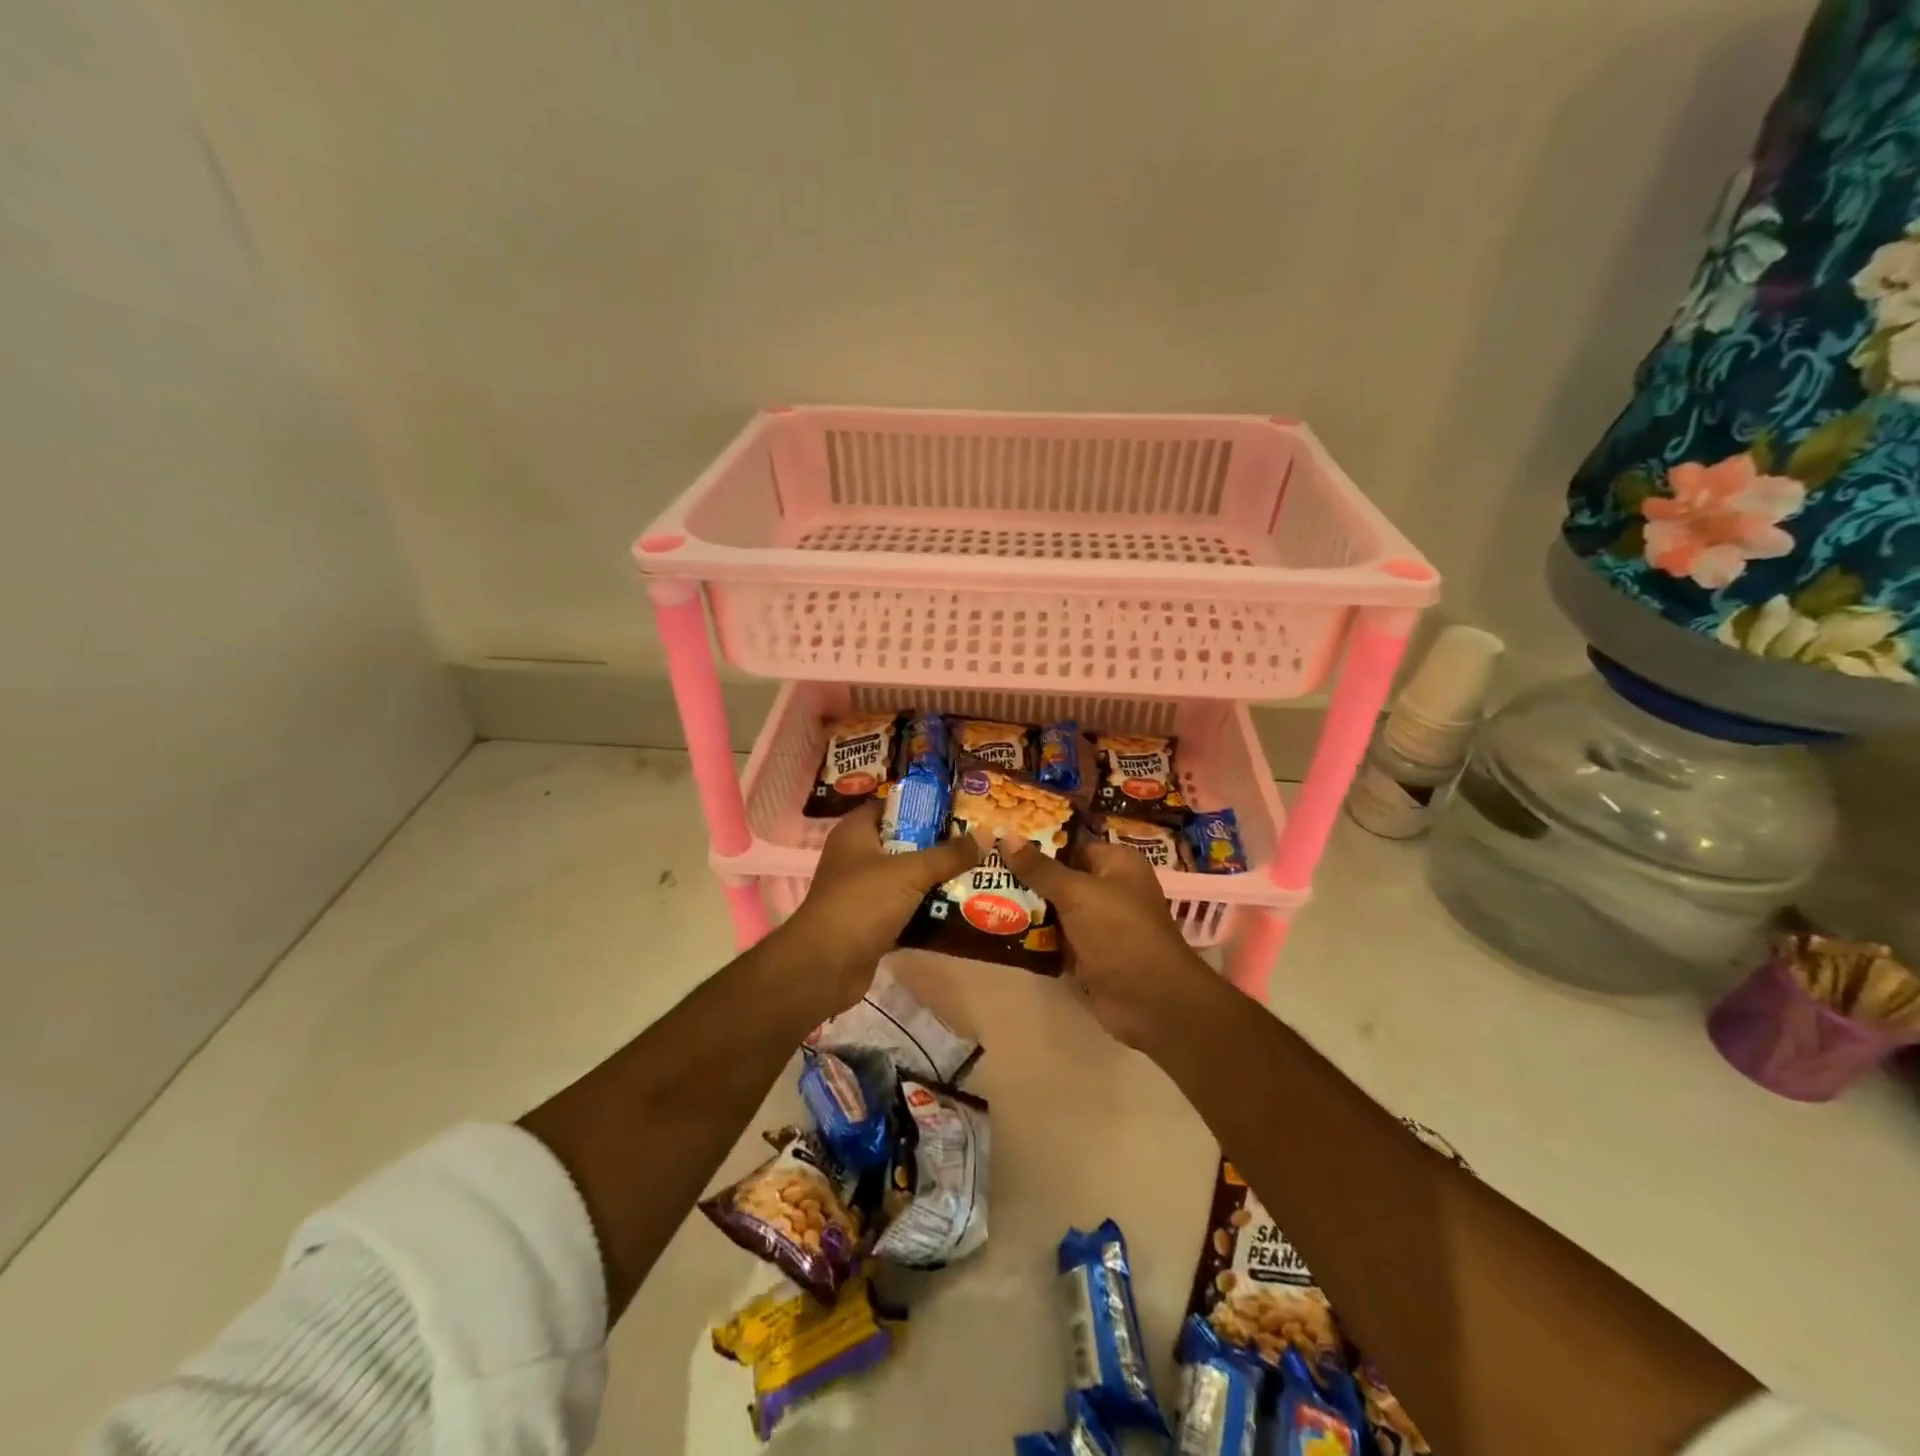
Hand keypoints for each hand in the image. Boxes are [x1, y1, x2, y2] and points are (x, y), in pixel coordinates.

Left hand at [779, 801, 981, 1011]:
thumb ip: (948, 855)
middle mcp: (857, 857)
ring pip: (907, 878)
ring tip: (977, 872)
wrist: (825, 966)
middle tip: (976, 841)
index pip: (891, 806)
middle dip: (938, 844)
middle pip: (904, 842)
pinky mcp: (872, 923)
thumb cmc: (861, 903)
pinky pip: (907, 909)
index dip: (922, 804)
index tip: (958, 808)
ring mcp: (864, 892)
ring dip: (936, 879)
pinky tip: (961, 908)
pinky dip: (928, 910)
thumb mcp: (909, 872)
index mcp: (856, 833)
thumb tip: (986, 834)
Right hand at [1000, 836, 1217, 1050]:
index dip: (1037, 842)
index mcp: (1116, 864)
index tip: (999, 839)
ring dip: (1026, 908)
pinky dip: (1034, 937)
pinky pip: (1055, 939)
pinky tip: (999, 929)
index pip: (1071, 844)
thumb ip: (1040, 868)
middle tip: (982, 868)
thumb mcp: (1076, 893)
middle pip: (1060, 877)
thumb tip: (1006, 835)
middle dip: (1025, 877)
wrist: (1151, 1001)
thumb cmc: (1119, 932)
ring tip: (981, 895)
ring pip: (1055, 910)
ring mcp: (1099, 925)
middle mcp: (1110, 890)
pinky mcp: (1088, 955)